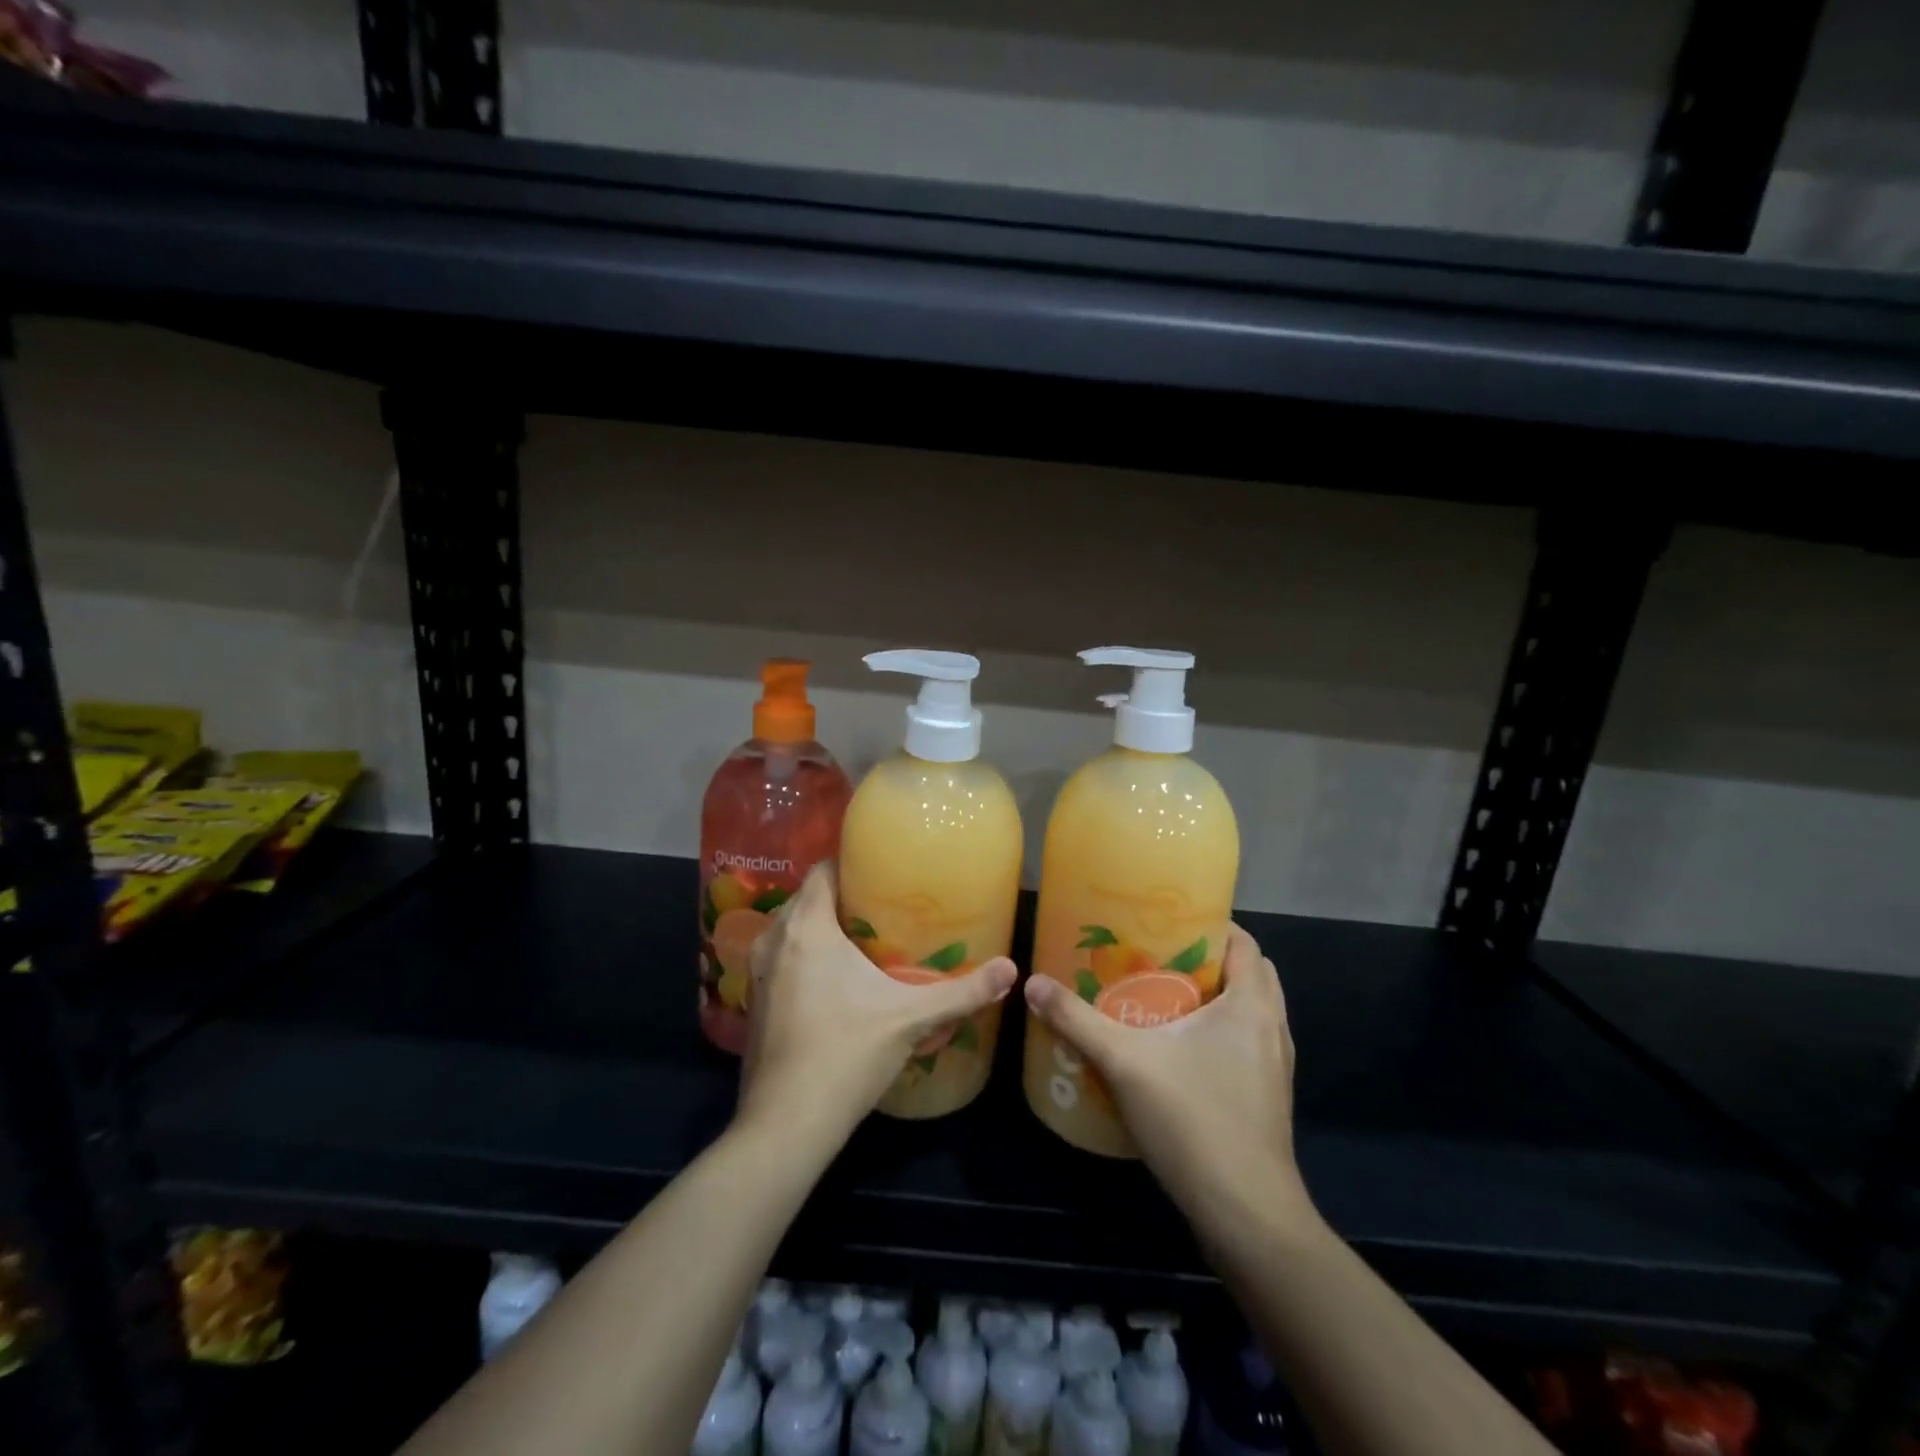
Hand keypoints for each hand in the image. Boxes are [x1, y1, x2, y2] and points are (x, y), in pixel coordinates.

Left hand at [738, 863, 1016, 1153]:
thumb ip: (963, 992)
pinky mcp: (753, 1002)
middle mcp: (774, 940)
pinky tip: (835, 981)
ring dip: (821, 928)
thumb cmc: (846, 1054)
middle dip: (842, 897)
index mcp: (806, 927)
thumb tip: (1011, 970)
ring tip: (865, 940)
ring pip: (790, 929)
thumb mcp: (911, 1017)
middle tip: (885, 907)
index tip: (884, 873)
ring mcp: (758, 973)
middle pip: (808, 898)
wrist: (786, 1124)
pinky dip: (804, 956)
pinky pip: (781, 958)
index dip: (852, 864)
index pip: (822, 870)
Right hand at [1023, 923, 1311, 1238]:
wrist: (1247, 1216)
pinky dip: (1218, 1033)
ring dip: (1214, 998)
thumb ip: (1077, 1020)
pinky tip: (1175, 1050)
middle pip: (1248, 973)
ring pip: (1249, 1012)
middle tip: (1156, 956)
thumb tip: (1032, 983)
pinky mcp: (1266, 1099)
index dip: (1210, 923)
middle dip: (1207, 959)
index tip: (1166, 920)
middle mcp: (1272, 1028)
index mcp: (1252, 1004)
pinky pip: (1245, 1045)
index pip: (1244, 942)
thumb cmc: (1194, 1121)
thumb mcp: (1125, 1062)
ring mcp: (1274, 1068)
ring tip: (1160, 996)